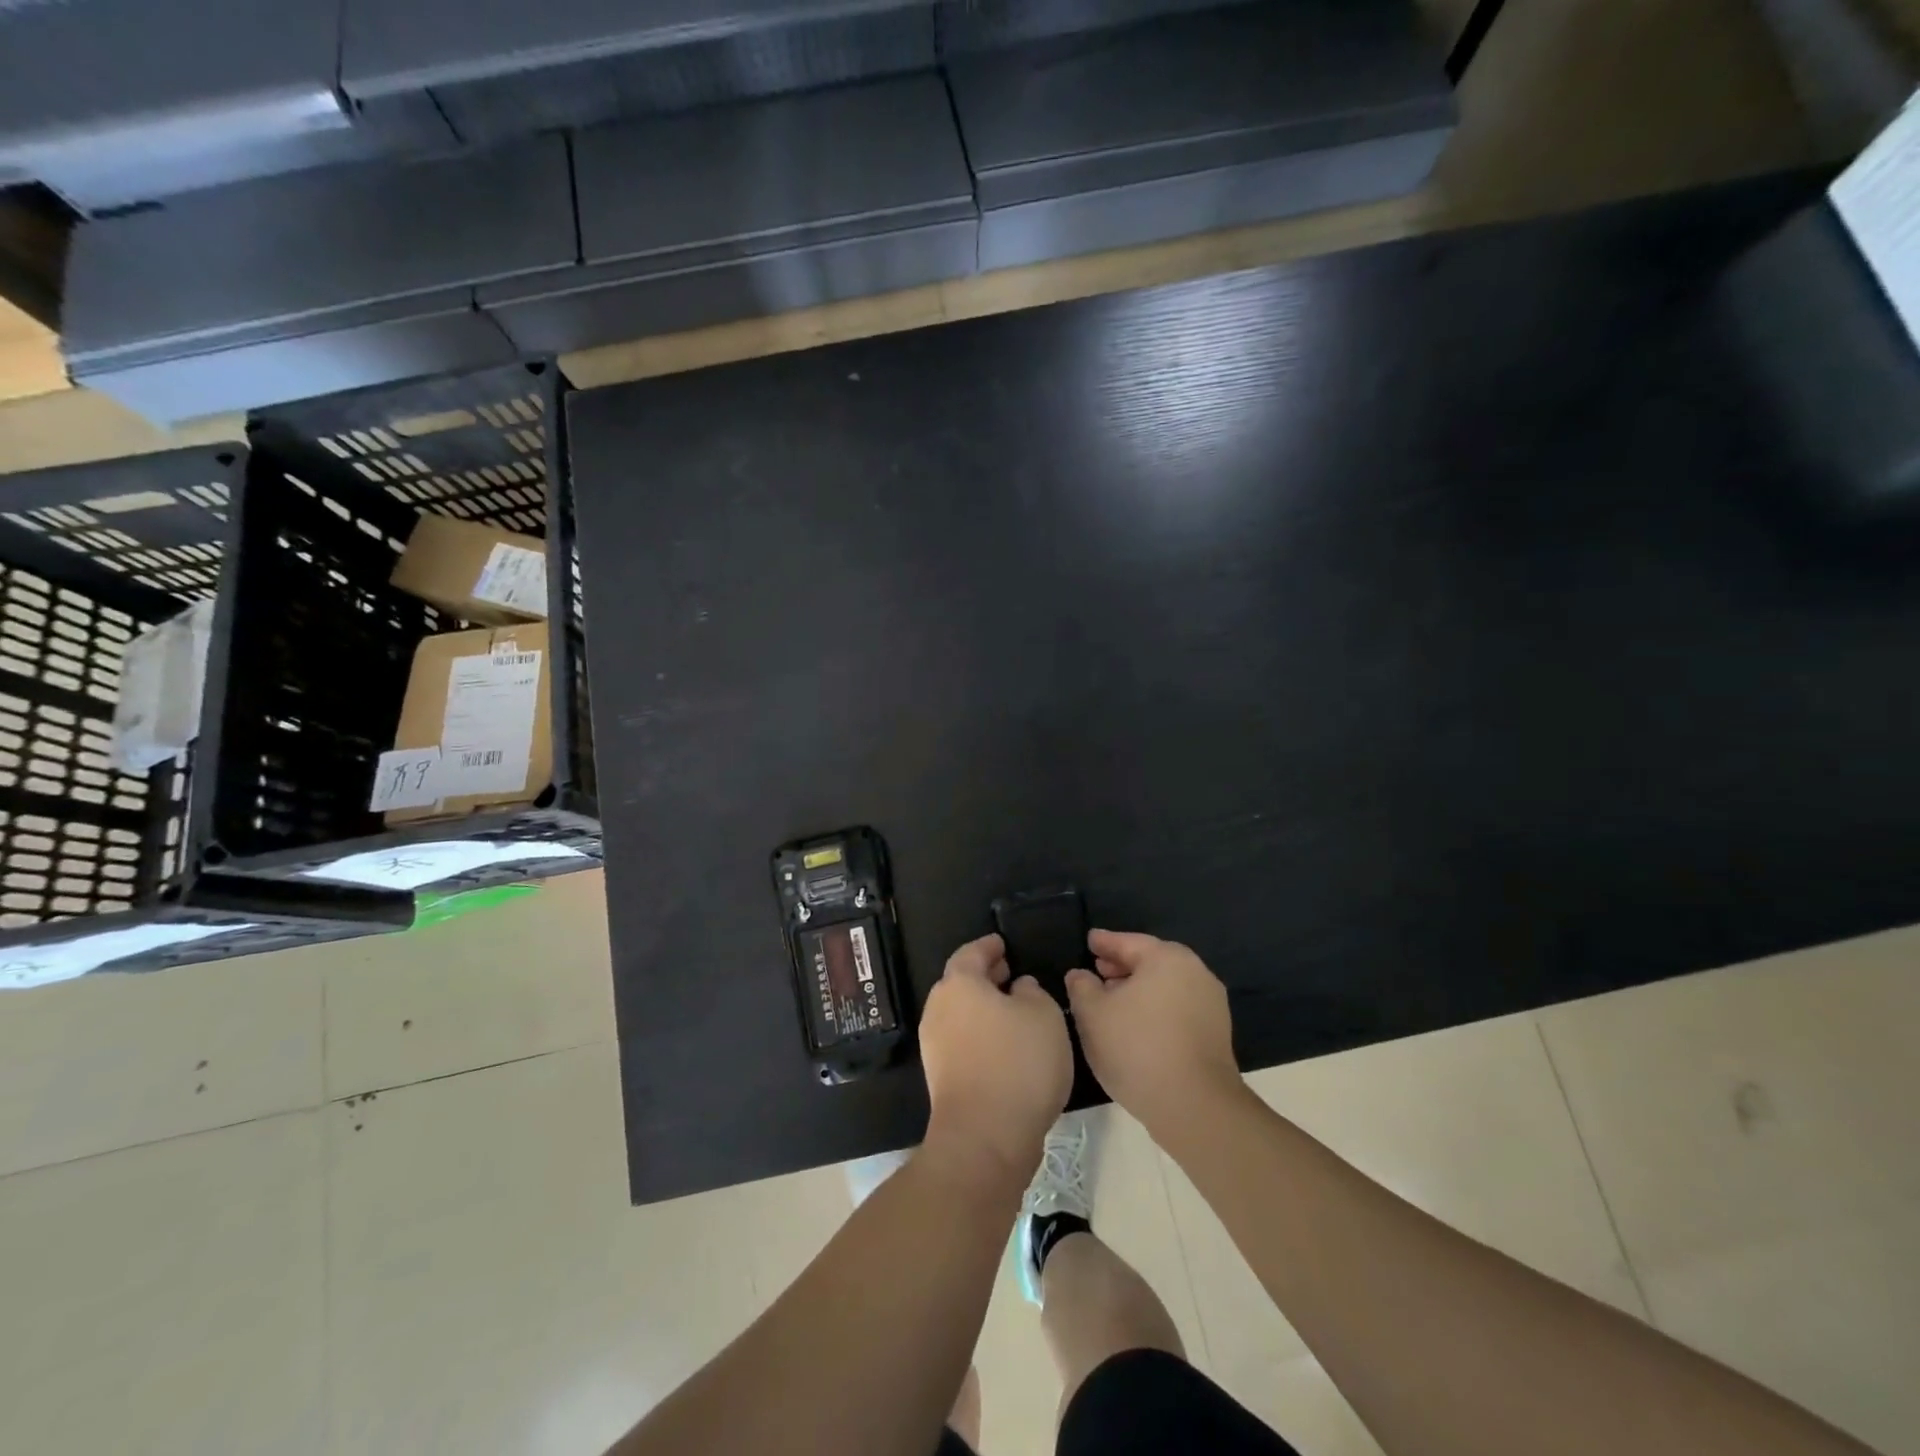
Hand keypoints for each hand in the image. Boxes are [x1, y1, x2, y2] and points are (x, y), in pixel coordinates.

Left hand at [919, 933, 1072, 1183]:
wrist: (985, 1138)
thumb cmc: (1018, 1062)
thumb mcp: (1044, 1015)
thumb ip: (1032, 992)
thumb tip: (1018, 988)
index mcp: (959, 983)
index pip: (972, 952)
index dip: (989, 946)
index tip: (1003, 944)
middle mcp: (939, 1008)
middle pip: (960, 982)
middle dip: (985, 976)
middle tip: (1010, 973)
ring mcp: (935, 1044)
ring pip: (960, 1012)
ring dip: (983, 1007)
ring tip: (1014, 1010)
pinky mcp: (940, 1076)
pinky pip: (962, 1040)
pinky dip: (980, 1033)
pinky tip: (1006, 1045)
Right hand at [1066, 930, 1242, 1136]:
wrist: (1194, 1106)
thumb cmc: (1137, 1048)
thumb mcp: (1092, 1014)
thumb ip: (1081, 987)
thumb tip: (1080, 975)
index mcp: (1167, 958)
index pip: (1128, 942)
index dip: (1104, 942)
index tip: (1089, 940)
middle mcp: (1195, 972)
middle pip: (1151, 961)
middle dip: (1122, 965)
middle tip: (1098, 969)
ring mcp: (1210, 1004)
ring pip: (1165, 986)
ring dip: (1139, 989)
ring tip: (1113, 1000)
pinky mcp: (1216, 1033)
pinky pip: (1177, 1008)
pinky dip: (1155, 1008)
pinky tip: (1136, 1026)